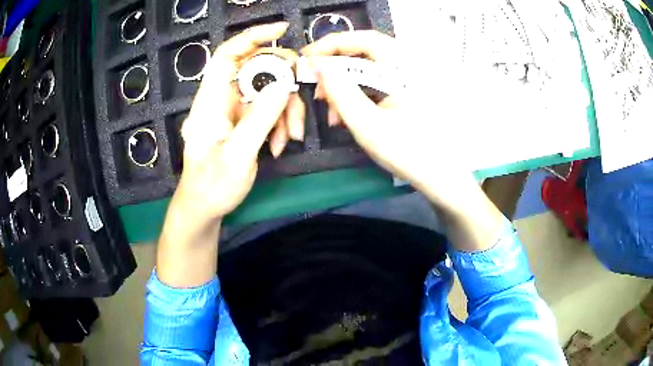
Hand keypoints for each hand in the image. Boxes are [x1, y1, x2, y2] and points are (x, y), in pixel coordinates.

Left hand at [177, 22, 304, 220]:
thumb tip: (283, 83)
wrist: (205, 208)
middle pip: (258, 71)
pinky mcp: (245, 121)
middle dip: (283, 88)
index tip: (281, 30)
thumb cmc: (212, 186)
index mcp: (211, 101)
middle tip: (297, 111)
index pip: (228, 55)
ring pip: (269, 91)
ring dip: (286, 112)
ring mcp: (236, 110)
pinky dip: (281, 123)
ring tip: (290, 139)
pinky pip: (270, 109)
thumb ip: (260, 118)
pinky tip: (280, 145)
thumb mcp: (238, 155)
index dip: (252, 37)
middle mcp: (223, 99)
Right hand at [303, 31, 504, 251]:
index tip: (307, 58)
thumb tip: (318, 65)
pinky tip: (346, 115)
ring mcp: (408, 79)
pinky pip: (375, 84)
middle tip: (316, 89)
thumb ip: (340, 91)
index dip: (332, 44)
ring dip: (344, 86)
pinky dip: (357, 95)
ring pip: (367, 70)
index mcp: (405, 68)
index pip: (364, 40)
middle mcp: (408, 66)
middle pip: (365, 53)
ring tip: (331, 112)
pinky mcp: (405, 92)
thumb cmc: (408, 152)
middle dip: (335, 69)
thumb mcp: (367, 124)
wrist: (440, 177)